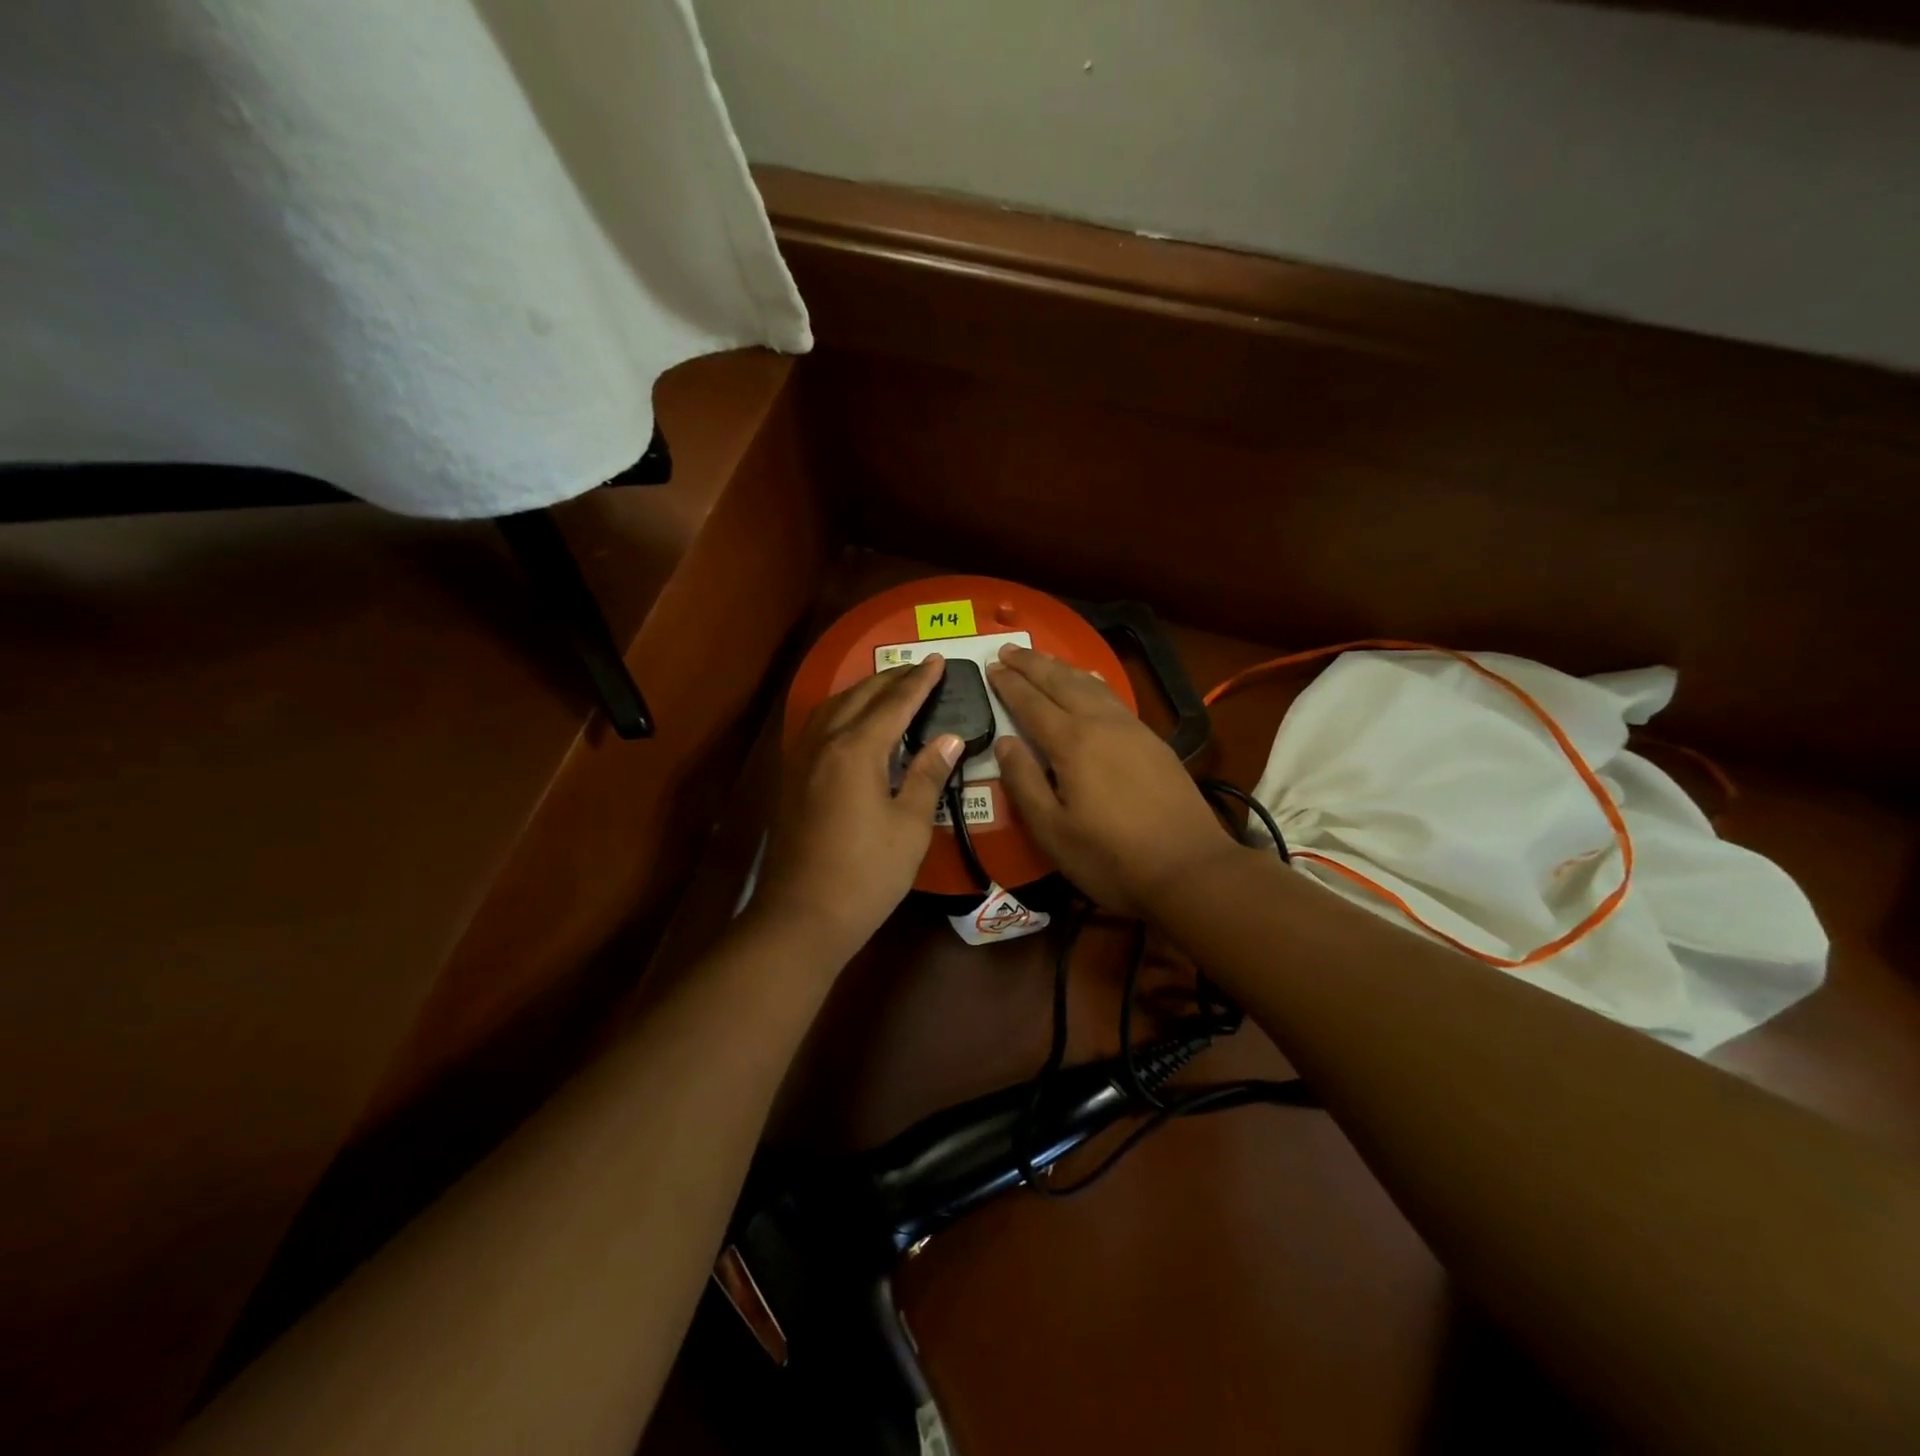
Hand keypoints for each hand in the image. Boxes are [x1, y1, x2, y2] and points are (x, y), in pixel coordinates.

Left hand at [752, 656, 963, 961]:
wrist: (802, 916)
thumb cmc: (866, 874)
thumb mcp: (910, 827)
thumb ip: (928, 776)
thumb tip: (950, 738)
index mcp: (856, 750)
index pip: (894, 704)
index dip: (918, 682)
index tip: (937, 661)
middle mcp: (824, 744)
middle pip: (860, 697)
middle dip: (891, 679)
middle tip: (918, 669)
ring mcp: (802, 760)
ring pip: (833, 708)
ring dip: (862, 692)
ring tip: (887, 688)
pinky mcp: (792, 779)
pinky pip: (818, 727)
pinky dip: (841, 712)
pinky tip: (850, 723)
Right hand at [989, 645, 1239, 915]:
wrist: (1190, 868)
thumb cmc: (1111, 857)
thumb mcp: (1052, 831)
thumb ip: (1024, 783)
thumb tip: (1004, 742)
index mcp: (1072, 743)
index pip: (1031, 703)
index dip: (1009, 684)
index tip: (991, 665)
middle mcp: (1102, 724)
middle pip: (1061, 682)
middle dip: (1032, 664)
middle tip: (1008, 648)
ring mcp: (1132, 728)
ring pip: (1091, 684)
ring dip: (1061, 667)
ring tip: (1041, 658)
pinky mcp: (1154, 740)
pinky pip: (1113, 696)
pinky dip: (1092, 681)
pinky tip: (1090, 681)